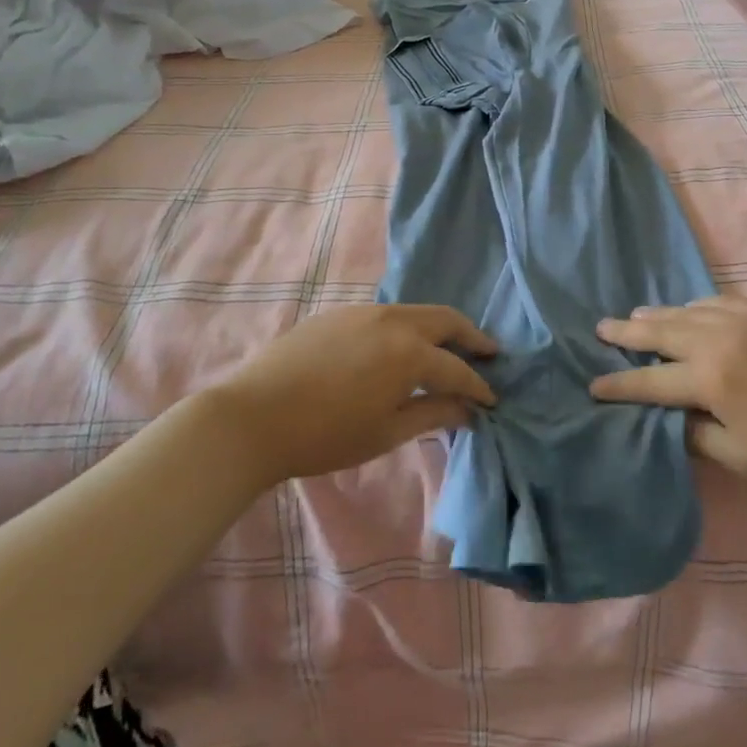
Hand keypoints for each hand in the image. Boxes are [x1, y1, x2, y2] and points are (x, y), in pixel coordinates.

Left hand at [213, 304, 496, 484]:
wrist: (253, 416)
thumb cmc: (325, 435)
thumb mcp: (385, 431)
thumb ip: (433, 413)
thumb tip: (469, 410)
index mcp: (410, 352)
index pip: (457, 368)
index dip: (478, 385)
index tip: (493, 399)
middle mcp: (394, 321)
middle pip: (446, 320)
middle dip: (471, 336)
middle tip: (489, 352)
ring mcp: (364, 312)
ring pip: (416, 312)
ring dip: (439, 328)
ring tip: (448, 348)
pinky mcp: (339, 313)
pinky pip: (387, 314)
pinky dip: (407, 327)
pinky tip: (400, 347)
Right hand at [592, 296, 746, 486]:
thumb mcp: (744, 458)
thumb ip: (700, 435)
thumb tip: (675, 417)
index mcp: (711, 378)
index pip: (651, 381)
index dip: (620, 384)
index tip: (593, 384)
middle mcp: (720, 338)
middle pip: (662, 331)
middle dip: (627, 332)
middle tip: (600, 326)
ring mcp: (745, 317)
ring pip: (688, 310)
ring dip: (658, 315)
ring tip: (635, 317)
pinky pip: (718, 301)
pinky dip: (695, 307)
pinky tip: (690, 311)